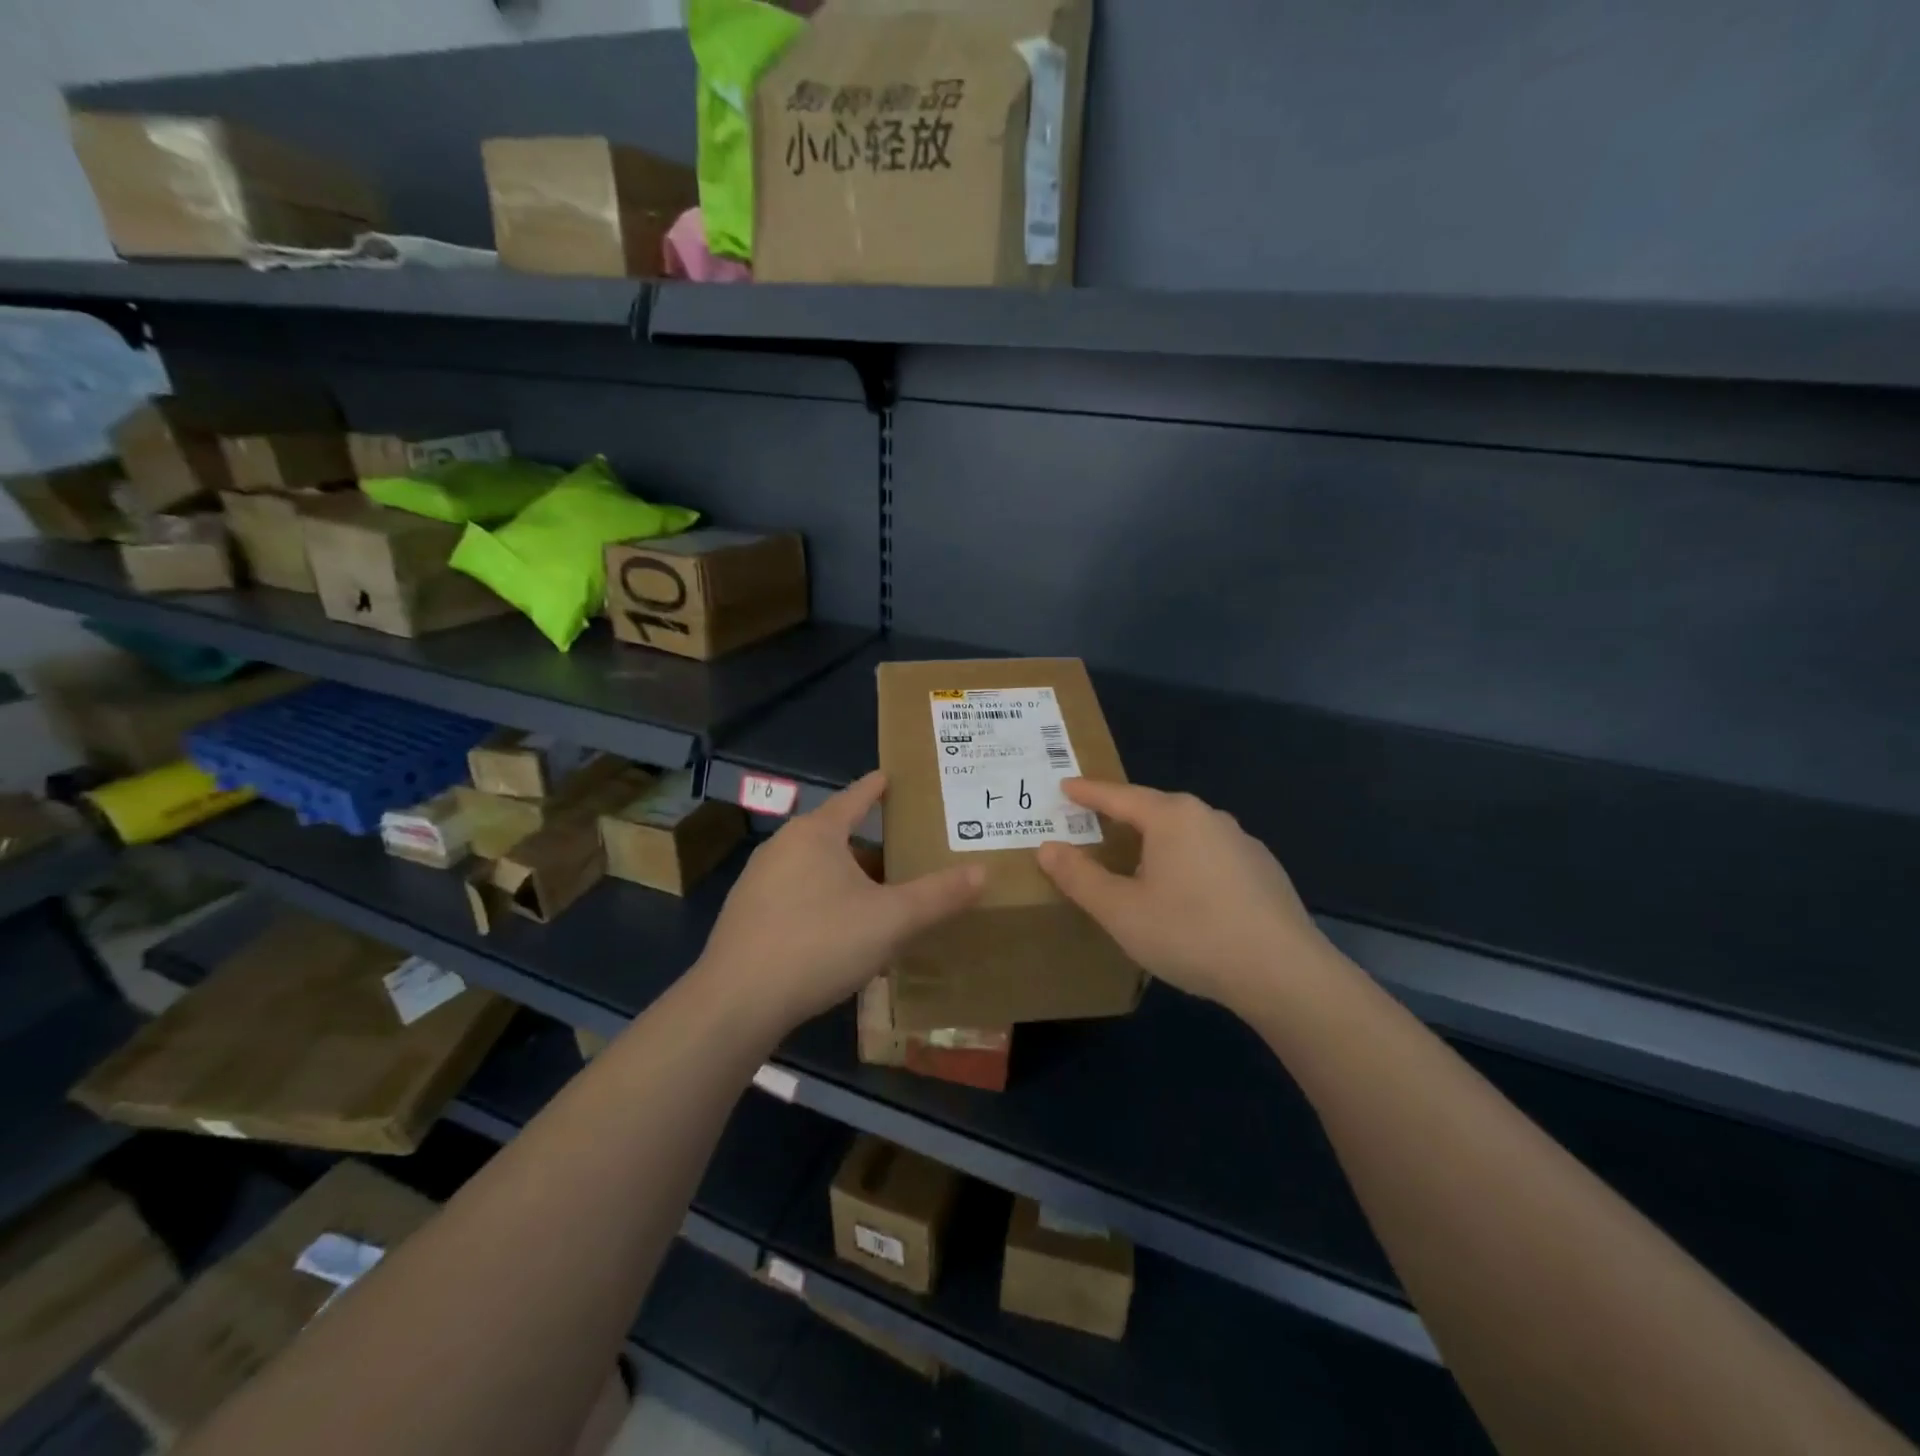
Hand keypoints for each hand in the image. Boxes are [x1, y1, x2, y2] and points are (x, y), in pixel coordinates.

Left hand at [696, 771, 983, 1037]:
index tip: (892, 776)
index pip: (855, 797)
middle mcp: (782, 846)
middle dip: (870, 844)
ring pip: (815, 868)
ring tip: (879, 896)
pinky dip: (823, 901)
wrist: (737, 1001)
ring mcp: (758, 881)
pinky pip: (796, 895)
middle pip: (836, 835)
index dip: (878, 787)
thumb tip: (983, 872)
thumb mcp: (891, 920)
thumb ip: (938, 896)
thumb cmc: (819, 943)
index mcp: (816, 833)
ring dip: (846, 878)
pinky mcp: (746, 915)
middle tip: (905, 853)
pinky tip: (839, 932)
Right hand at [1036, 779, 1332, 1015]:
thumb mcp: (1121, 910)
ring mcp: (1242, 842)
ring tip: (1137, 862)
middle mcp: (1208, 817)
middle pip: (1154, 809)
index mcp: (1172, 817)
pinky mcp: (1263, 870)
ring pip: (1185, 833)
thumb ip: (1080, 877)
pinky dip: (1187, 862)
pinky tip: (1186, 894)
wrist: (1283, 973)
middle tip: (1095, 823)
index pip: (1119, 796)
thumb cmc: (1190, 933)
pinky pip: (1210, 854)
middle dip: (1123, 815)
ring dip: (1157, 841)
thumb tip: (1047, 848)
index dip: (1088, 793)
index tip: (1066, 786)